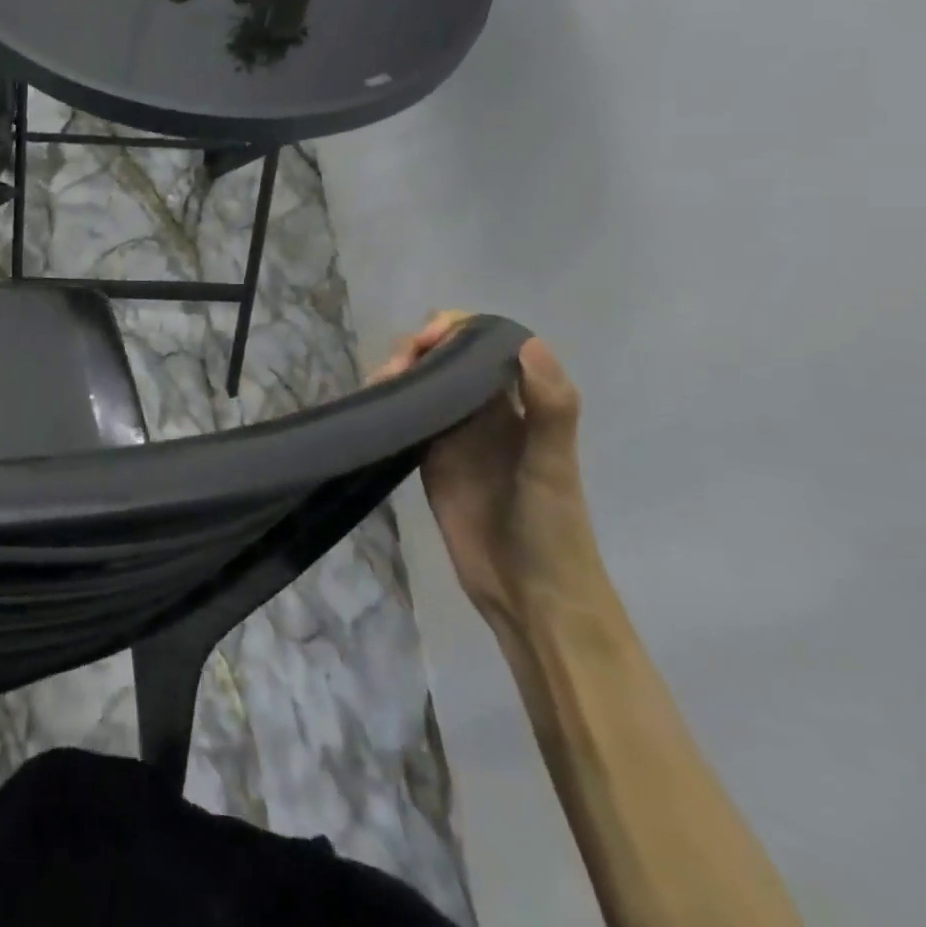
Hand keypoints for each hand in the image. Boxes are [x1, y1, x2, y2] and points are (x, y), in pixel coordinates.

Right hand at [368, 312, 596, 629]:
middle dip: (420, 346)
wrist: (530, 597)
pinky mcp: (430, 457)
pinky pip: (407, 414)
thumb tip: (527, 342)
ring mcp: (456, 433)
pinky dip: (388, 401)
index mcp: (520, 403)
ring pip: (424, 381)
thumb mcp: (553, 467)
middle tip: (398, 368)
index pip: (488, 344)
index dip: (458, 329)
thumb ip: (549, 407)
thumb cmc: (553, 530)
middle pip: (449, 356)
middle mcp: (486, 410)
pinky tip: (372, 401)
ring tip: (379, 385)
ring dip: (400, 371)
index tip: (429, 339)